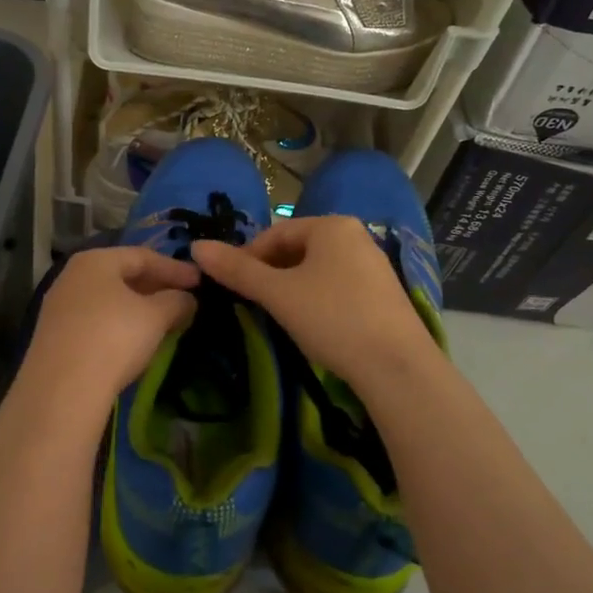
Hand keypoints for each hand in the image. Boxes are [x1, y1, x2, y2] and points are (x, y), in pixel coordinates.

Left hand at [16, 245, 198, 405]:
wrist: (62, 390)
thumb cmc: (114, 338)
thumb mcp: (156, 316)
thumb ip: (176, 301)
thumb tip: (187, 299)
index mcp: (95, 260)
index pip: (143, 256)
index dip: (175, 268)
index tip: (200, 281)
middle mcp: (72, 276)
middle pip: (122, 275)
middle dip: (155, 287)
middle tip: (183, 299)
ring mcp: (58, 306)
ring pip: (107, 299)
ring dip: (137, 307)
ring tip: (163, 321)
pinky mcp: (53, 336)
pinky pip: (94, 320)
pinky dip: (118, 324)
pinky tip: (134, 340)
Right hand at [192, 216, 439, 388]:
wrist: (396, 366)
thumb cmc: (332, 318)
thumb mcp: (278, 294)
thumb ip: (237, 270)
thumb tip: (196, 247)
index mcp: (331, 225)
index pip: (275, 233)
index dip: (247, 257)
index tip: (232, 287)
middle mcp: (356, 236)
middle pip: (297, 249)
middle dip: (271, 273)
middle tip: (253, 303)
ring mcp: (374, 264)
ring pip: (317, 269)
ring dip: (292, 288)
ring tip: (279, 316)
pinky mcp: (384, 293)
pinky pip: (338, 286)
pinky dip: (317, 299)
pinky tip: (313, 325)